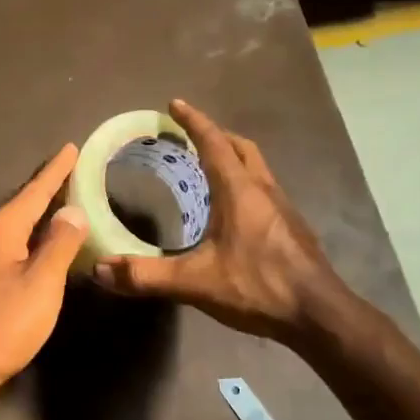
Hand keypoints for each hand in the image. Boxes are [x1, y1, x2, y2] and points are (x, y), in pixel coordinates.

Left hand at [0, 144, 87, 399]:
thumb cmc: (5, 322)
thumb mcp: (41, 281)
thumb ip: (59, 243)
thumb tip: (72, 209)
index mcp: (3, 228)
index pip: (35, 190)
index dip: (56, 170)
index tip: (72, 147)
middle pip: (23, 202)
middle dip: (47, 185)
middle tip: (72, 167)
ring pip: (18, 222)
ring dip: (40, 209)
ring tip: (63, 197)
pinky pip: (15, 241)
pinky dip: (34, 233)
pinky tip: (44, 240)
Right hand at [92, 100, 346, 343]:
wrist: (318, 315)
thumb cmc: (259, 286)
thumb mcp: (195, 283)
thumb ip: (147, 276)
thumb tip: (100, 269)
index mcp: (240, 191)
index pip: (214, 143)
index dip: (193, 121)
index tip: (174, 105)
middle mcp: (264, 190)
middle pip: (241, 148)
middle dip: (215, 135)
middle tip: (189, 137)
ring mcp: (282, 208)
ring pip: (256, 168)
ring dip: (232, 158)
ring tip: (207, 168)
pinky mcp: (291, 228)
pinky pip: (263, 190)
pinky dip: (243, 183)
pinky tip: (231, 211)